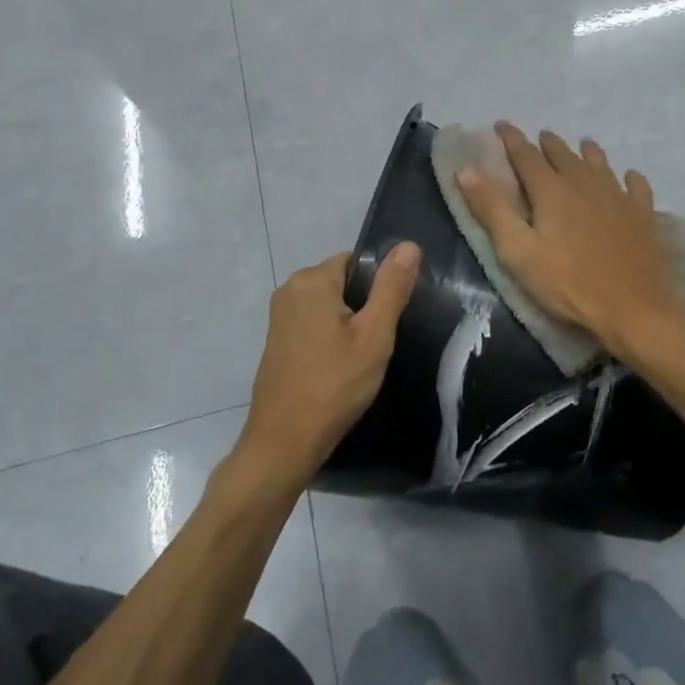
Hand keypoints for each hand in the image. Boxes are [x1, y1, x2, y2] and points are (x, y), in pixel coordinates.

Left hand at [240, 244, 420, 484]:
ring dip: (347, 325)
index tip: (387, 320)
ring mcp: (279, 315)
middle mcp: (289, 289)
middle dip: (363, 307)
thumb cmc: (335, 385)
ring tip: (360, 358)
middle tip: (376, 343)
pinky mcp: (276, 339)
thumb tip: (409, 244)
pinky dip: (329, 337)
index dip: (378, 288)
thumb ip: (391, 287)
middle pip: (342, 283)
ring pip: (328, 305)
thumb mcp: (374, 336)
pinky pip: (312, 323)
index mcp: (312, 280)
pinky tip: (338, 367)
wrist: (285, 440)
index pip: (357, 262)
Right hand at [455, 123, 684, 356]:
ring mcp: (618, 196)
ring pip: (599, 163)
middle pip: (563, 154)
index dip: (511, 139)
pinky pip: (635, 185)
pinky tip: (628, 178)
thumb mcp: (518, 252)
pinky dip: (628, 177)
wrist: (634, 308)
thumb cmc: (568, 284)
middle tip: (539, 138)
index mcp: (551, 190)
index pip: (525, 154)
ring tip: (582, 145)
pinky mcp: (643, 214)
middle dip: (547, 143)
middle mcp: (585, 182)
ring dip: (586, 152)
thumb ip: (492, 209)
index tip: (501, 125)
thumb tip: (466, 170)